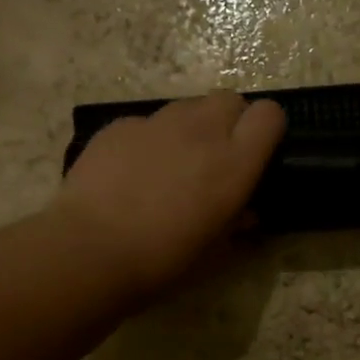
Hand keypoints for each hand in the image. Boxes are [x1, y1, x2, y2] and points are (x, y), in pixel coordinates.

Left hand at [56, 92, 285, 298]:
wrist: (90, 250)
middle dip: (228, 121)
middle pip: (229, 99)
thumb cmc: (162, 260)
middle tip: (213, 157)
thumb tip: (246, 212)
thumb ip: (236, 223)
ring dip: (190, 128)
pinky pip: (146, 123)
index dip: (265, 130)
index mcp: (234, 163)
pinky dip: (148, 140)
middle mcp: (201, 131)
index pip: (269, 115)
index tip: (255, 153)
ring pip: (187, 107)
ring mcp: (157, 123)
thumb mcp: (213, 250)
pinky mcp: (120, 125)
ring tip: (171, 164)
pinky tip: (131, 173)